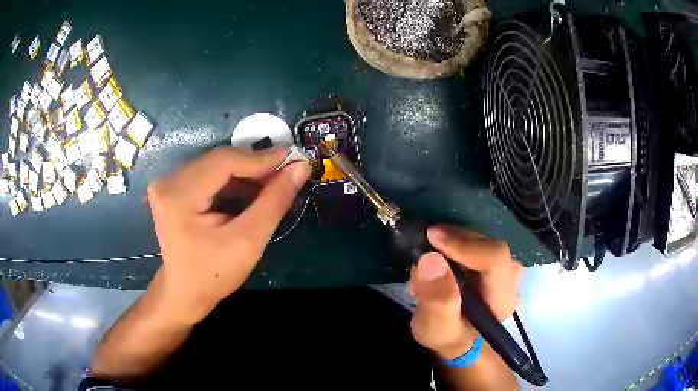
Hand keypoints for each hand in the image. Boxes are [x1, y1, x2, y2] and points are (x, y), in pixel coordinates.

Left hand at [147, 147, 310, 324]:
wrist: (185, 292)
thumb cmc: (214, 275)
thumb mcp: (248, 242)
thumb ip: (273, 202)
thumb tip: (300, 168)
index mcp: (178, 196)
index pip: (223, 162)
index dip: (259, 158)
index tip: (292, 158)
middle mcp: (167, 182)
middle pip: (218, 160)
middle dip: (254, 165)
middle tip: (285, 172)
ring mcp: (167, 183)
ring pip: (215, 165)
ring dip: (245, 172)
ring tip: (272, 182)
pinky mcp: (172, 187)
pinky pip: (208, 174)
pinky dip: (232, 180)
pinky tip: (250, 190)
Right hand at [409, 224, 522, 358]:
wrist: (456, 337)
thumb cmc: (447, 335)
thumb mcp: (435, 328)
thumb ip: (436, 300)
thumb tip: (431, 259)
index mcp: (502, 299)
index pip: (495, 259)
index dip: (465, 245)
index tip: (432, 237)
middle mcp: (511, 279)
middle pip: (488, 245)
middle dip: (453, 242)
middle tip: (423, 247)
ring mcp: (506, 268)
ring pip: (482, 240)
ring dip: (452, 242)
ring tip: (428, 258)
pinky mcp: (497, 262)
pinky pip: (477, 242)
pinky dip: (455, 243)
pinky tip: (439, 257)